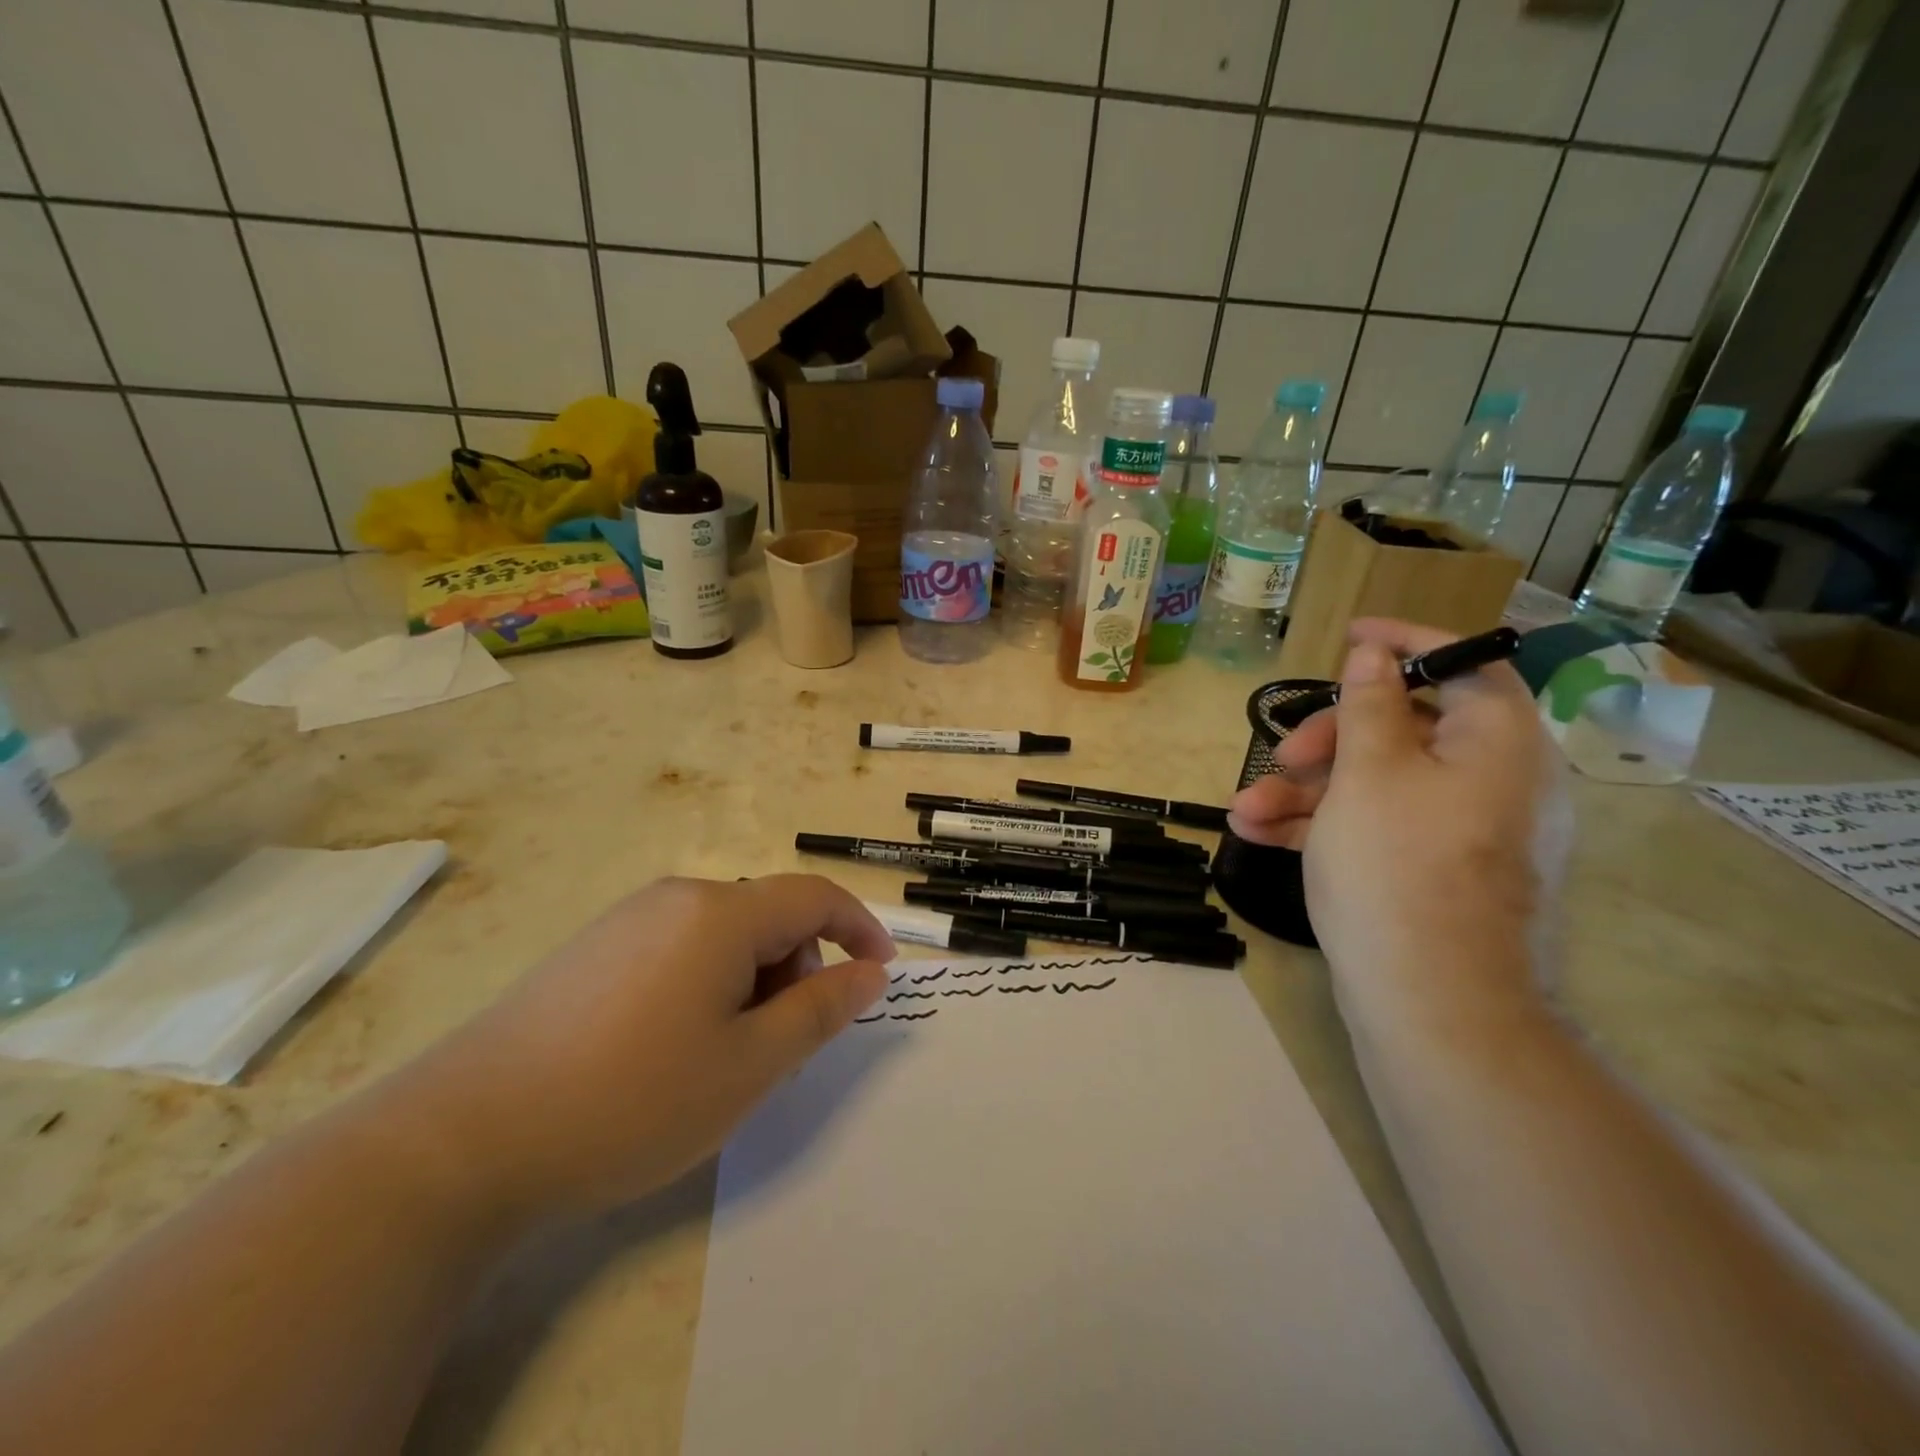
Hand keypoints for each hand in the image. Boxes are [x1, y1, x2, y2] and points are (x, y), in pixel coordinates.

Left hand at [396, 875, 894, 1221]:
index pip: (815, 897)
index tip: (882, 974)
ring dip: (750, 983)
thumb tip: (870, 972)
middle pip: (767, 917)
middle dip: (796, 970)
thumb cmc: (631, 1100)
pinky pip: (678, 950)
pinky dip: (706, 986)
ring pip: (723, 937)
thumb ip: (821, 1010)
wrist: (462, 1140)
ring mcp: (627, 920)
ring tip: (719, 1059)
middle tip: (780, 1048)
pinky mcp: (592, 949)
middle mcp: (676, 897)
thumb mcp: (749, 1066)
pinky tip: (667, 1049)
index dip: (859, 928)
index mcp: (721, 913)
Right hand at [1228, 620, 1569, 1025]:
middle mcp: (1492, 781)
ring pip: (1379, 782)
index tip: (1348, 637)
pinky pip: (1379, 826)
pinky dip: (1324, 824)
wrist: (1433, 1006)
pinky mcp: (1432, 871)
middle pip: (1406, 728)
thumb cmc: (1398, 869)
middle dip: (1329, 737)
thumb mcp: (1369, 773)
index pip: (1464, 665)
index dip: (1406, 643)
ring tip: (1244, 810)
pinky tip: (1258, 834)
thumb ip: (1369, 705)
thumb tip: (1376, 654)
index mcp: (1498, 744)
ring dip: (1308, 789)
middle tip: (1282, 754)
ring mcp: (1462, 831)